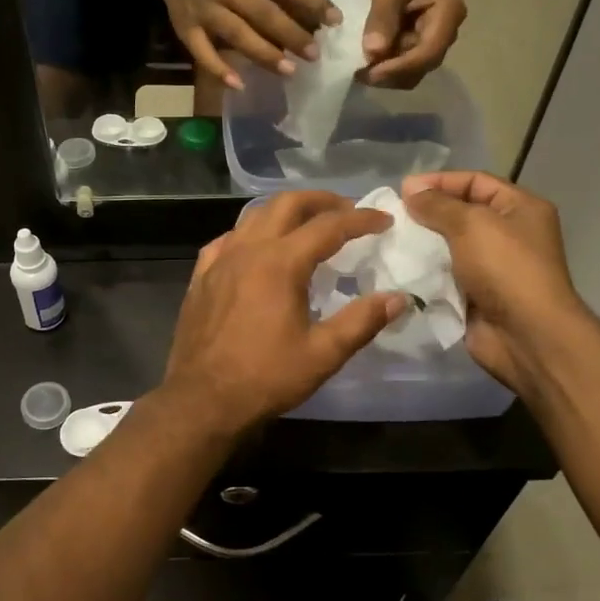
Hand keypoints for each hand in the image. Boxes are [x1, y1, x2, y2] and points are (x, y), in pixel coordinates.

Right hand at [153, 0, 336, 90]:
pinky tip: (239, 84)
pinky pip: (202, 53)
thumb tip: (318, 14)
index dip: (311, 0)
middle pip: (262, 12)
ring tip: (288, 71)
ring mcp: (205, 9)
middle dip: (291, 34)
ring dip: (263, 53)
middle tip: (313, 54)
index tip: (335, 21)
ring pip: (237, 33)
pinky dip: (219, 69)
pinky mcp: (185, 29)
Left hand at [160, 192, 405, 437]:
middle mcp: (248, 250)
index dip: (360, 219)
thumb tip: (398, 298)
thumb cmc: (265, 378)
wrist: (202, 399)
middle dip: (321, 201)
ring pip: (254, 216)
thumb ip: (362, 321)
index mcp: (280, 263)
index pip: (329, 227)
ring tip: (307, 223)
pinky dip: (250, 233)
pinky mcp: (201, 277)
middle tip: (346, 210)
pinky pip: (228, 239)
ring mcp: (219, 261)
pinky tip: (257, 248)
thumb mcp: (323, 354)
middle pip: (287, 205)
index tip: (384, 220)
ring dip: (285, 211)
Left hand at [361, 0, 466, 87]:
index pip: (429, 52)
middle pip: (422, 67)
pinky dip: (385, 67)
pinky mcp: (420, 44)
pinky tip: (366, 61)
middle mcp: (447, 32)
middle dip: (391, 74)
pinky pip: (404, 65)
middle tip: (359, 72)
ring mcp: (434, 40)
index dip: (400, 67)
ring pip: (412, 71)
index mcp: (448, 14)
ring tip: (360, 67)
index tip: (370, 72)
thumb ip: (382, 17)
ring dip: (386, 73)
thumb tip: (373, 53)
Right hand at [402, 171, 587, 394]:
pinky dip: (424, 272)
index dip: (440, 181)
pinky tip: (399, 269)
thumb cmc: (505, 268)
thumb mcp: (471, 224)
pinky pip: (445, 275)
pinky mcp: (476, 294)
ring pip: (449, 246)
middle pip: (461, 213)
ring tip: (390, 242)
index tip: (403, 190)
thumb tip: (411, 191)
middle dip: (427, 214)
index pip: (475, 182)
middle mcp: (509, 234)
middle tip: (392, 217)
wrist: (525, 334)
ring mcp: (493, 267)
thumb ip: (437, 205)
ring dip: (422, 245)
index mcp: (520, 208)